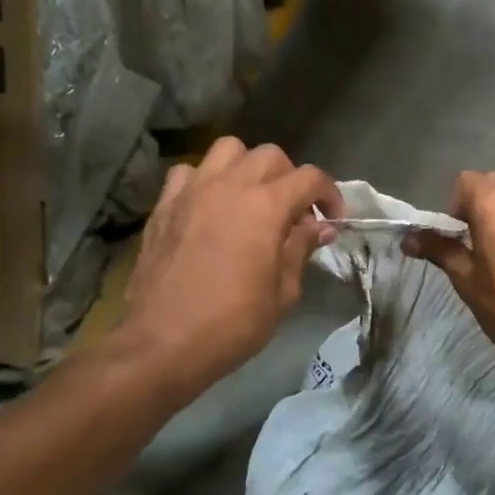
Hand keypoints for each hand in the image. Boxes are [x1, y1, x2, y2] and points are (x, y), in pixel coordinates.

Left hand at [110, 137, 342, 402]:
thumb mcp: (283, 292)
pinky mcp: (164, 205)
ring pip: (228, 150)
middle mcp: (230, 186)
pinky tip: (209, 206)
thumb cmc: (232, 324)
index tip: (333, 220)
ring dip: (247, 167)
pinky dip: (204, 180)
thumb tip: (320, 227)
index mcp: (266, 206)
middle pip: (271, 155)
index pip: (310, 177)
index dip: (329, 194)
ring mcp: (193, 191)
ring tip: (250, 197)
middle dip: (291, 178)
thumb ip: (301, 248)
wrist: (161, 345)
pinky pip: (188, 172)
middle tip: (293, 212)